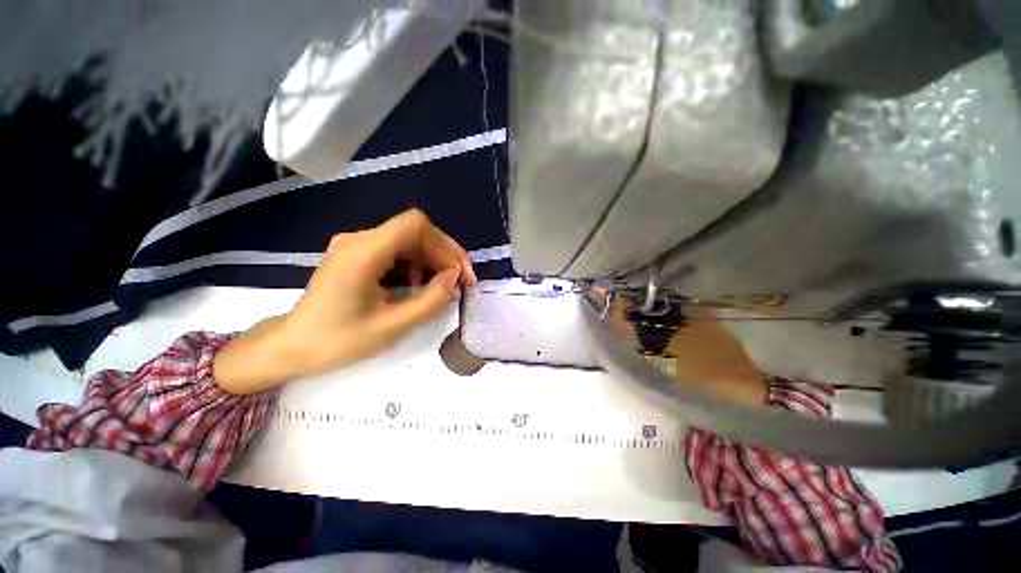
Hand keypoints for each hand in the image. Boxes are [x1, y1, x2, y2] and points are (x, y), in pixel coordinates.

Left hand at [213, 209, 476, 393]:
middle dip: (444, 255)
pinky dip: (417, 265)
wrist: (292, 346)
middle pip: (415, 231)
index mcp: (362, 253)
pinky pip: (396, 250)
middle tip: (461, 282)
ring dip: (432, 260)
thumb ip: (430, 301)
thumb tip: (454, 277)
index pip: (414, 225)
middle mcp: (359, 240)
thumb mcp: (391, 327)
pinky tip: (420, 285)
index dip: (445, 246)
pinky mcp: (357, 255)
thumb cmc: (337, 341)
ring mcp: (356, 245)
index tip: (460, 273)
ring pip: (408, 240)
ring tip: (443, 287)